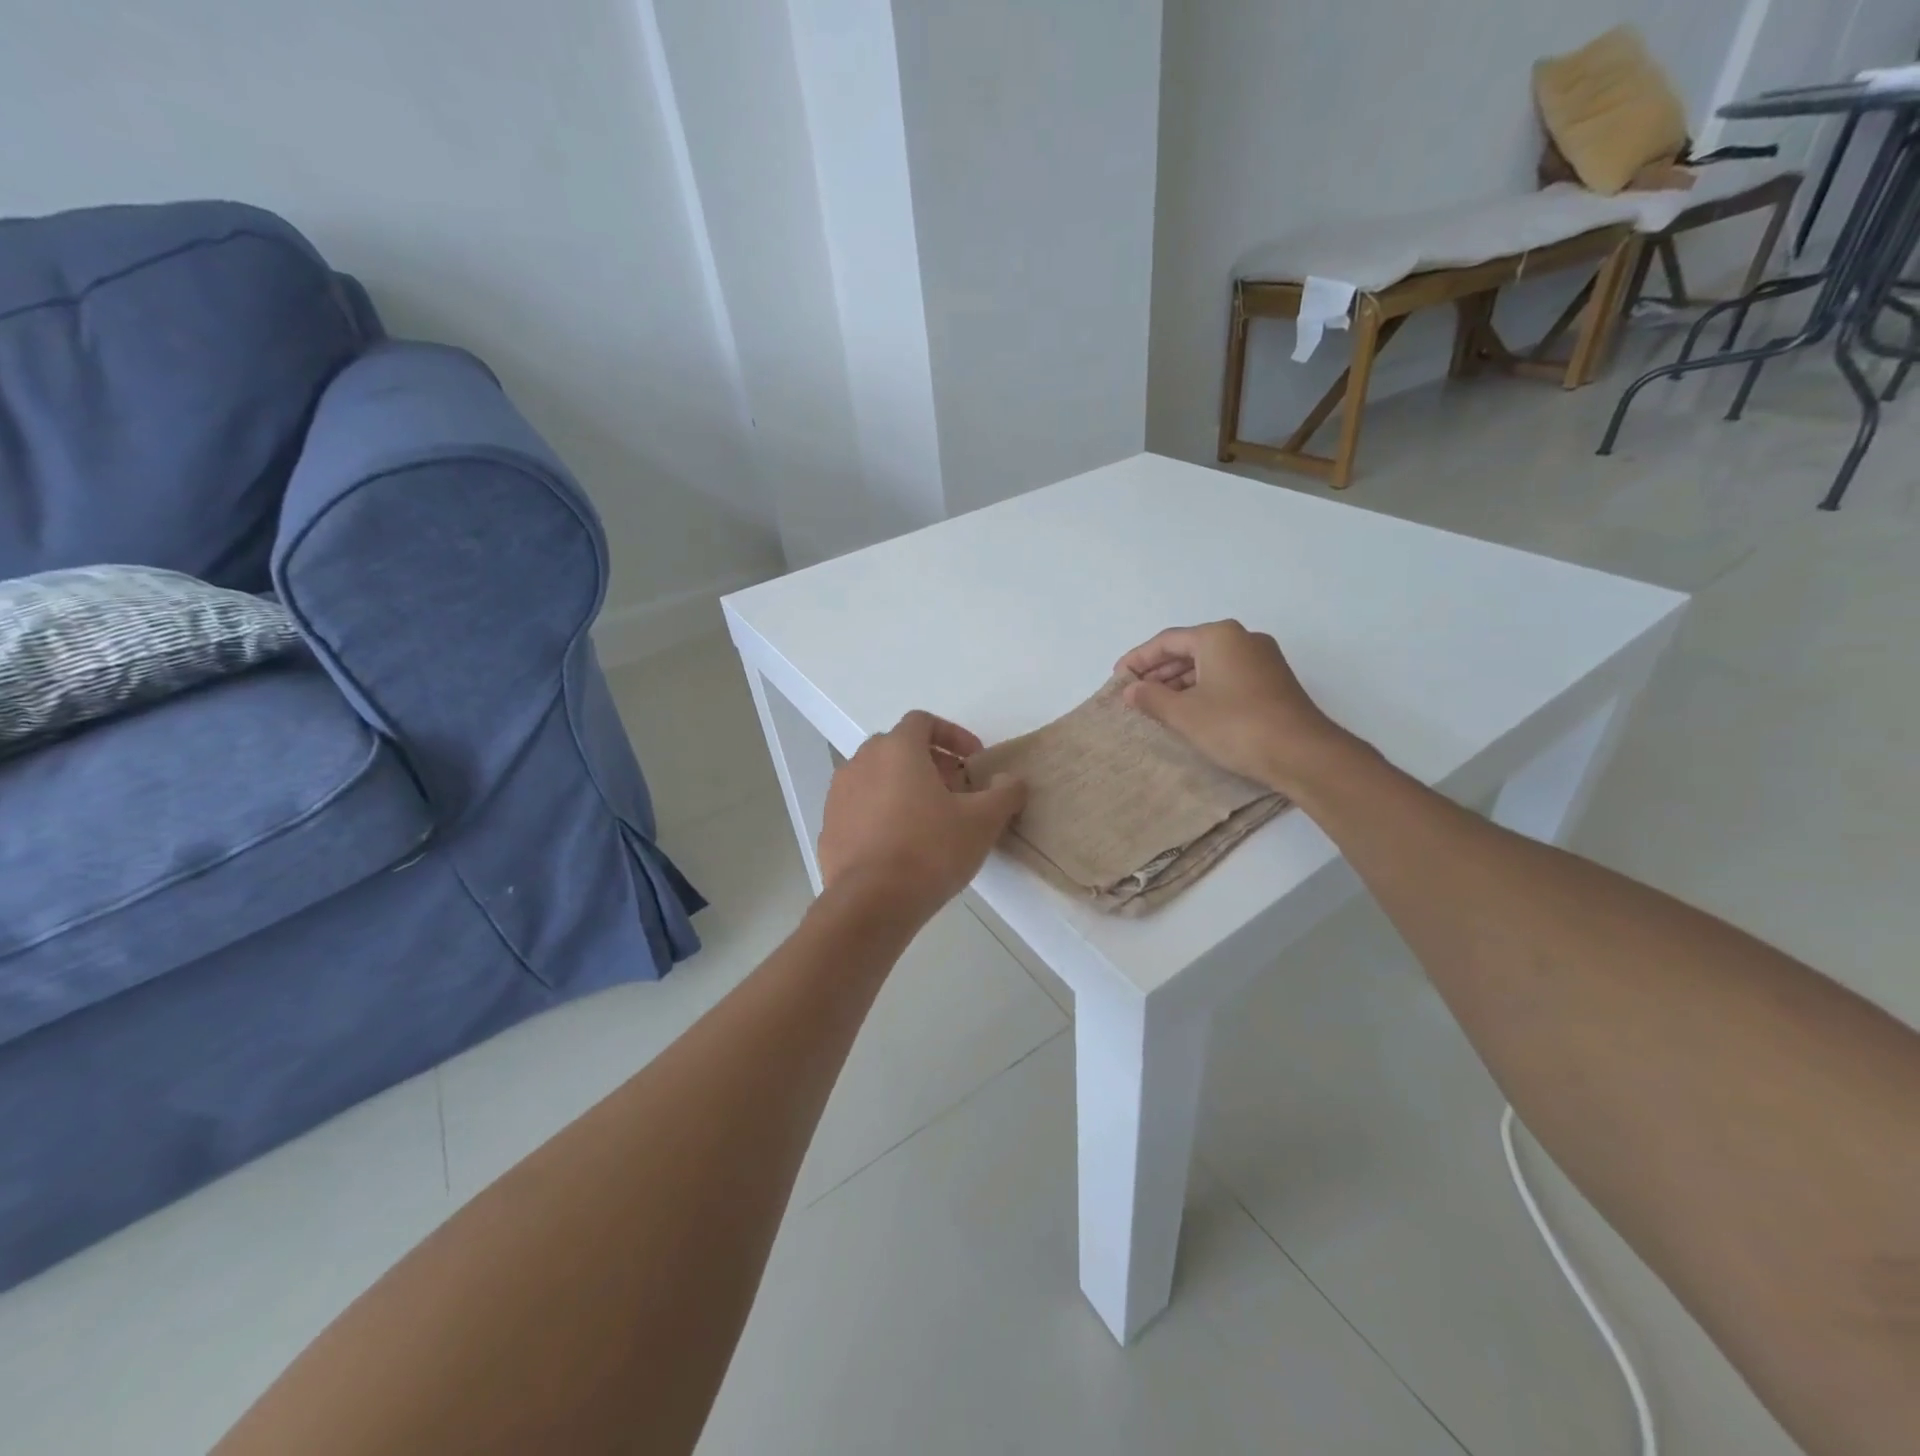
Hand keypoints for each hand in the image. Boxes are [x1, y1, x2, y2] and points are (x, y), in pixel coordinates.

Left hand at [817, 711, 1025, 917]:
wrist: (871, 903)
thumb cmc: (930, 850)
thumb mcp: (982, 821)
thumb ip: (1004, 792)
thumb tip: (1009, 780)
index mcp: (897, 749)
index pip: (923, 721)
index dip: (953, 735)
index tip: (973, 761)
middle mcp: (861, 762)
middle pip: (898, 748)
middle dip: (930, 763)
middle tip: (956, 791)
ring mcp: (839, 795)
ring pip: (876, 778)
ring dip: (904, 787)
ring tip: (929, 820)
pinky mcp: (829, 827)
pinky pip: (861, 808)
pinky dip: (882, 814)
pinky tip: (901, 846)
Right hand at [1115, 621, 1359, 794]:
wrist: (1301, 753)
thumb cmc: (1236, 725)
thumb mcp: (1184, 713)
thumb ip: (1151, 698)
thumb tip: (1130, 689)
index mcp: (1219, 636)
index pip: (1167, 641)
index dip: (1138, 659)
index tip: (1117, 677)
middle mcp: (1242, 639)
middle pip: (1189, 649)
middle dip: (1158, 671)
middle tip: (1133, 692)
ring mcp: (1262, 659)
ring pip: (1209, 664)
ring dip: (1179, 682)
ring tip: (1154, 704)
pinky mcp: (1272, 682)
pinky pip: (1226, 676)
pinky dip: (1202, 689)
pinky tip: (1188, 710)